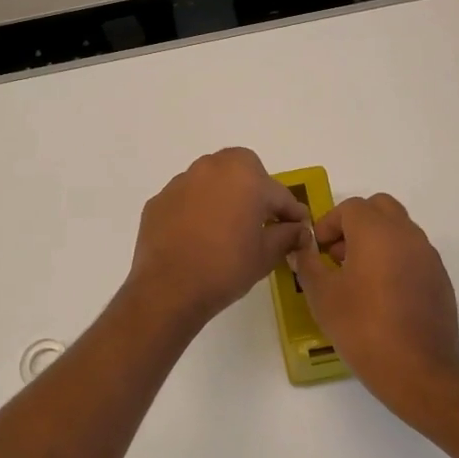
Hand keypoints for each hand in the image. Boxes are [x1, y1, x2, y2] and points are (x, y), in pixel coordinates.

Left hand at [125, 148, 308, 330]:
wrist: (169, 289)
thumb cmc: (226, 268)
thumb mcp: (266, 255)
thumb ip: (286, 235)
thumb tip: (298, 230)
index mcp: (245, 176)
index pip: (278, 193)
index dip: (291, 213)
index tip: (298, 228)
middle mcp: (212, 168)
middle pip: (243, 170)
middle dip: (255, 189)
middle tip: (260, 220)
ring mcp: (181, 181)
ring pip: (212, 180)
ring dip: (224, 196)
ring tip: (227, 227)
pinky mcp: (159, 200)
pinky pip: (188, 198)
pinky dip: (197, 209)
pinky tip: (198, 236)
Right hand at [291, 193, 458, 428]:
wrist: (419, 371)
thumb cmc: (363, 328)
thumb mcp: (322, 296)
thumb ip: (307, 264)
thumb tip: (301, 248)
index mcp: (376, 231)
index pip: (350, 207)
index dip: (328, 224)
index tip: (318, 251)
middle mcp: (406, 234)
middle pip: (380, 208)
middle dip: (356, 223)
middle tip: (338, 254)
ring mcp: (428, 255)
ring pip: (399, 229)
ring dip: (376, 240)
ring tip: (358, 277)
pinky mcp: (440, 278)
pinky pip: (413, 253)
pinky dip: (395, 259)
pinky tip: (383, 295)